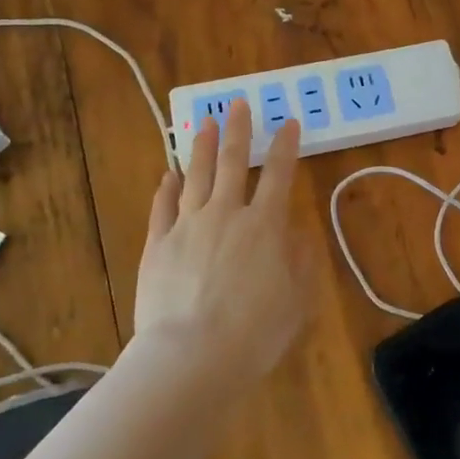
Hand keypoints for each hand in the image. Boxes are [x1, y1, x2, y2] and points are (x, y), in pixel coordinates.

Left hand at [135, 99, 317, 391]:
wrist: (192, 356)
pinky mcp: (157, 245)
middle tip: (237, 102)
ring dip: (200, 146)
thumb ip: (302, 262)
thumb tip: (299, 234)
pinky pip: (162, 207)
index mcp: (265, 225)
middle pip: (231, 161)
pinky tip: (167, 174)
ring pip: (194, 175)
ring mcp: (187, 226)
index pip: (279, 174)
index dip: (285, 145)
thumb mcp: (297, 300)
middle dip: (237, 129)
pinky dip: (166, 187)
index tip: (288, 122)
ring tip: (203, 122)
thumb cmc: (255, 332)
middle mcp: (226, 214)